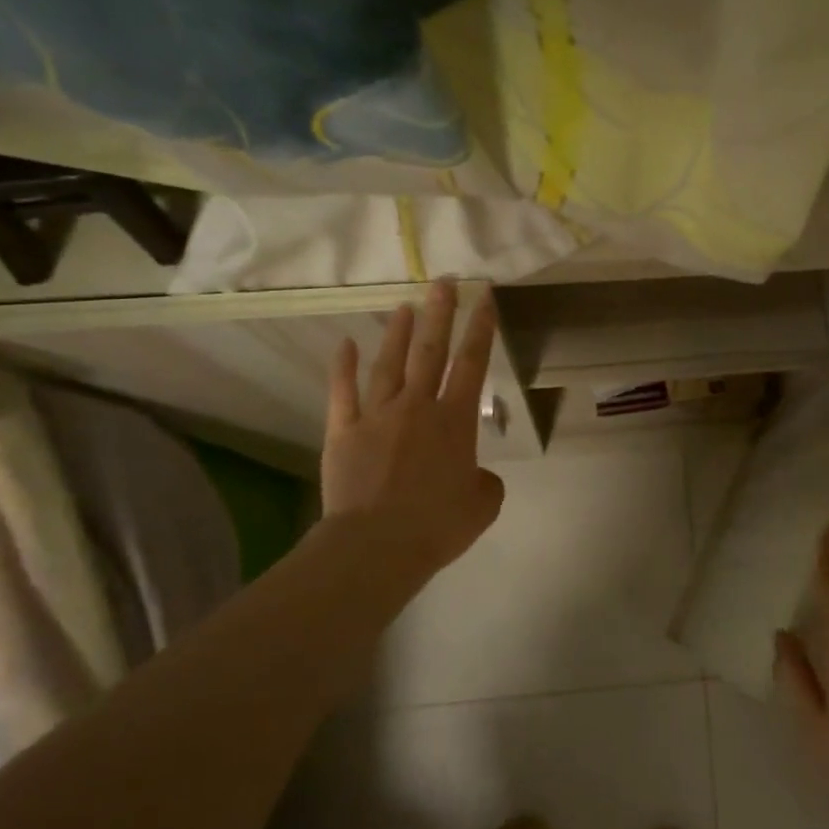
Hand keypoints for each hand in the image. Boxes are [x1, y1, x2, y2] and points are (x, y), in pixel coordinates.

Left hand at [320, 280, 505, 590]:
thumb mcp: (483, 505)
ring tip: (405, 306)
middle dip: (440, 313)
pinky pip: (343, 393)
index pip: (472, 364)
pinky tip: (345, 344)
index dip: (481, 329)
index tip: (485, 299)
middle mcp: (418, 407)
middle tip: (444, 282)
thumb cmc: (437, 524)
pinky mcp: (343, 432)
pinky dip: (343, 367)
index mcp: (455, 421)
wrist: (377, 545)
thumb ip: (484, 482)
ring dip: (399, 333)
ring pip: (390, 364)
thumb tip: (474, 475)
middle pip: (431, 351)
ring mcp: (377, 416)